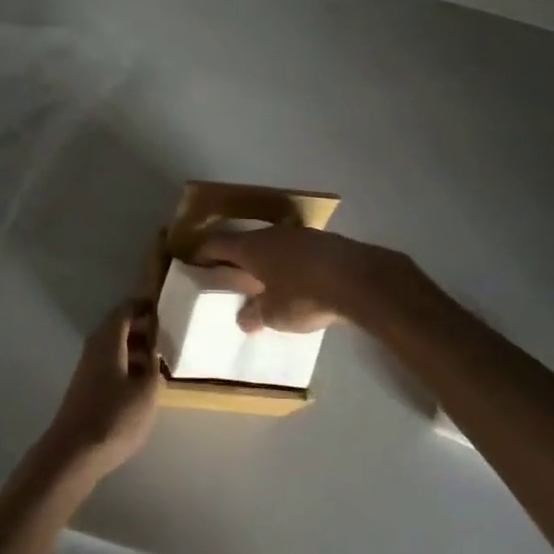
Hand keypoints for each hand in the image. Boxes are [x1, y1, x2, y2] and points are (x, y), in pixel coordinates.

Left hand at [40, 299, 160, 478]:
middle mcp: (95, 347)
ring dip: (135, 348)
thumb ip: (154, 367)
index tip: (162, 306)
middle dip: (142, 327)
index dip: (143, 306)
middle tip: (166, 334)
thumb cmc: (114, 417)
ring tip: (159, 360)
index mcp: (108, 340)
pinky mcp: (86, 388)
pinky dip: (126, 365)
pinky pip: (110, 364)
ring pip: (114, 347)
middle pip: (118, 327)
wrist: (73, 453)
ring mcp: (88, 368)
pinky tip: (140, 383)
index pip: (125, 310)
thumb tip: (154, 353)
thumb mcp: (146, 392)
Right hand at [194, 226, 416, 334]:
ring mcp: (300, 235)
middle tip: (229, 275)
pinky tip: (296, 281)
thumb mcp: (273, 314)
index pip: (218, 244)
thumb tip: (244, 318)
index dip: (204, 253)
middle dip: (237, 258)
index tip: (195, 261)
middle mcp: (271, 235)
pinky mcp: (324, 243)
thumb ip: (255, 314)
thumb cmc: (304, 295)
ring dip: (266, 261)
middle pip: (246, 243)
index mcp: (251, 247)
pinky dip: (290, 265)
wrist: (358, 280)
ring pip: (273, 246)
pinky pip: (297, 253)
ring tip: (263, 281)